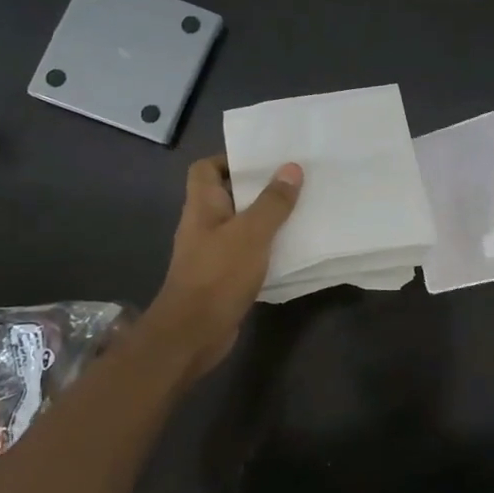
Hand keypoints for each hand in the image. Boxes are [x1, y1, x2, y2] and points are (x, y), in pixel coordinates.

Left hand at [142, 155, 301, 380]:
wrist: (193, 333)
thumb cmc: (218, 275)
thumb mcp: (251, 233)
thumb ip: (272, 202)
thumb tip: (292, 168)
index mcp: (202, 206)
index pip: (206, 169)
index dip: (230, 159)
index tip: (264, 160)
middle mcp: (204, 225)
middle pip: (228, 195)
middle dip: (258, 188)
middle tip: (294, 182)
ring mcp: (212, 252)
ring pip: (241, 225)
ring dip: (266, 219)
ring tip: (300, 210)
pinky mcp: (224, 277)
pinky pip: (248, 252)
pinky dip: (267, 247)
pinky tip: (292, 248)